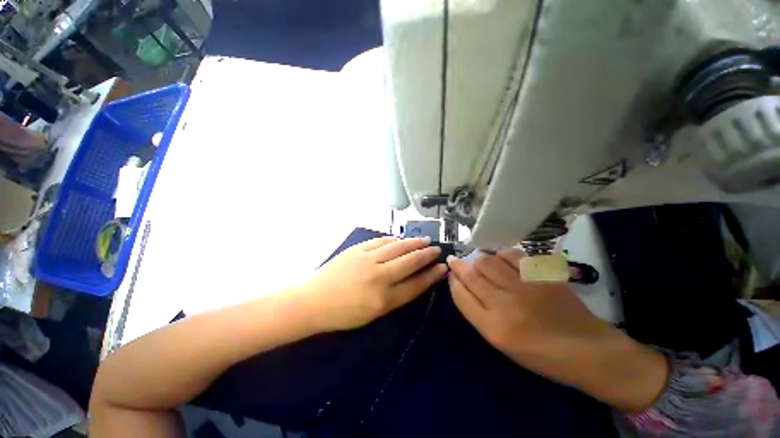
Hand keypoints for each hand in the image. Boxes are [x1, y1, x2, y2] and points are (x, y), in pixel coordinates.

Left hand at [304, 237, 446, 331]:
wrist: (313, 300)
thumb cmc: (343, 313)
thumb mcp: (373, 314)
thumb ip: (395, 296)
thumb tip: (412, 278)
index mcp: (384, 300)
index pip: (415, 284)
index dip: (431, 275)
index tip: (442, 267)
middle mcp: (379, 277)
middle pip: (410, 262)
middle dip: (426, 255)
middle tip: (436, 249)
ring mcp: (368, 259)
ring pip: (398, 247)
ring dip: (413, 243)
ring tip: (424, 241)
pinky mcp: (358, 249)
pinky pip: (381, 241)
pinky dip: (394, 239)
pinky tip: (400, 239)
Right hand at [447, 251, 667, 411]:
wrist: (587, 351)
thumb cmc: (539, 354)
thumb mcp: (501, 342)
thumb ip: (478, 312)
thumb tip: (462, 284)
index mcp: (493, 328)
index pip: (461, 295)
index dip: (452, 280)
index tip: (450, 272)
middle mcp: (505, 305)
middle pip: (471, 274)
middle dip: (458, 265)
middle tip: (455, 261)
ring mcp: (524, 287)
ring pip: (487, 261)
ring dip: (477, 259)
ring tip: (479, 263)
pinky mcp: (541, 276)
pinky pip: (511, 255)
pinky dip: (501, 255)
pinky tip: (502, 261)